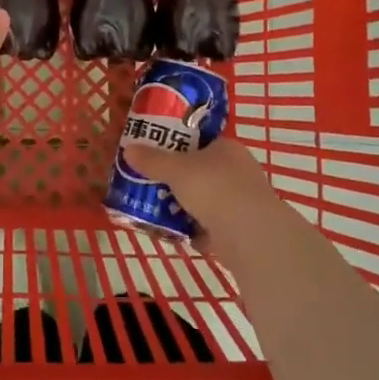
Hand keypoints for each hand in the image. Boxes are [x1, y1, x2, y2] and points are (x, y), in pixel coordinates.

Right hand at [122, 134, 284, 253]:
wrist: (250, 234)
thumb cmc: (213, 188)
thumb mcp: (175, 169)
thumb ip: (152, 160)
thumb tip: (128, 149)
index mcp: (227, 148)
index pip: (202, 143)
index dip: (180, 149)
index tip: (159, 159)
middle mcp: (240, 171)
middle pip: (204, 172)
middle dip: (181, 182)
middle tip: (156, 187)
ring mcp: (245, 201)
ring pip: (210, 201)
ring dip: (189, 209)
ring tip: (163, 213)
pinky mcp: (245, 229)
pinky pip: (216, 227)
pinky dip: (200, 232)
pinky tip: (182, 236)